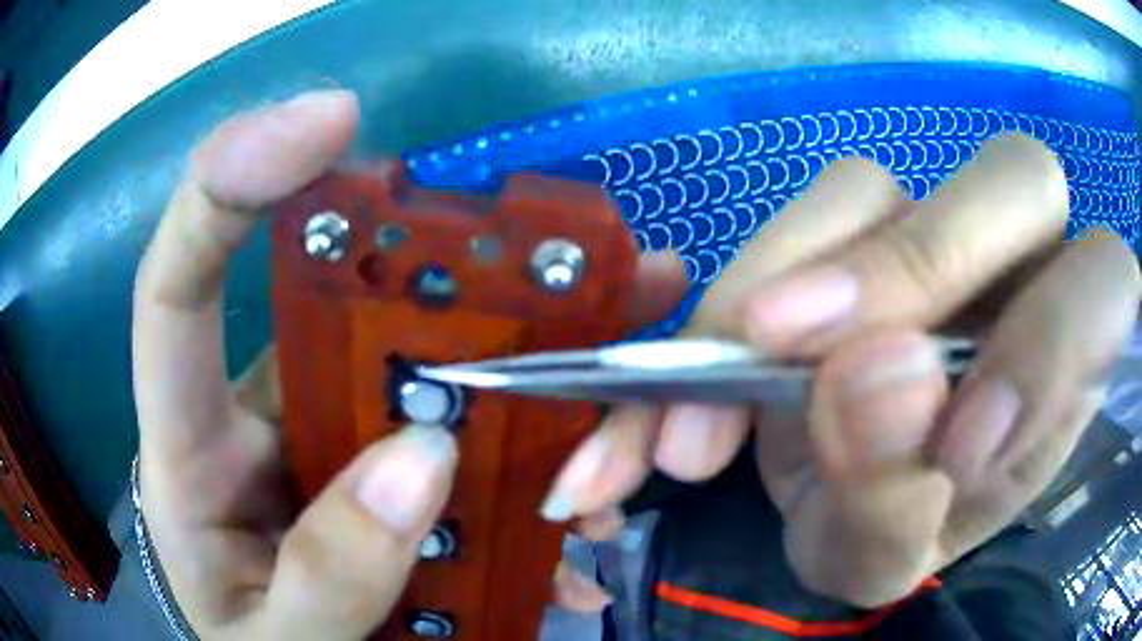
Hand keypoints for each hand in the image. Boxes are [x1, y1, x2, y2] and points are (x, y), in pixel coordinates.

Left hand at [131, 90, 686, 638]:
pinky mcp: (386, 471)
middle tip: (581, 264)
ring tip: (619, 381)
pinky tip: (584, 499)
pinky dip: (536, 456)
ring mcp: (330, 439)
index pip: (177, 287)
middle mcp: (259, 418)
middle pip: (343, 306)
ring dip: (527, 370)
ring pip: (424, 369)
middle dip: (454, 272)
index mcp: (192, 456)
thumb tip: (418, 460)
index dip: (230, 183)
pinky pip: (467, 438)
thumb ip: (324, 578)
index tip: (328, 121)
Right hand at [544, 134, 1141, 607]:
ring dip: (789, 282)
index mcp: (1067, 359)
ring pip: (875, 187)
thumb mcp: (889, 555)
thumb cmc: (888, 535)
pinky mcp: (849, 231)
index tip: (955, 450)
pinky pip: (798, 216)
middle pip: (1012, 181)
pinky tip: (692, 374)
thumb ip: (899, 496)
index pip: (1104, 285)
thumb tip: (877, 381)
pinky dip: (735, 291)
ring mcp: (928, 233)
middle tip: (801, 360)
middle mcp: (1017, 269)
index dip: (1051, 342)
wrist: (828, 507)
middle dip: (919, 265)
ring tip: (714, 403)